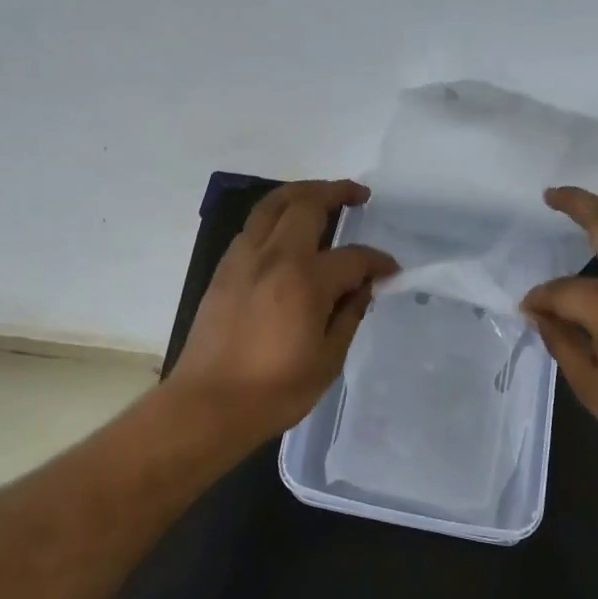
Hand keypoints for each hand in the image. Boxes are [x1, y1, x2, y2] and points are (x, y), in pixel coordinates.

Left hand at [167, 180, 398, 450]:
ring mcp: (243, 259)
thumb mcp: (328, 359)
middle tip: (358, 195)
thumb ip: (349, 315)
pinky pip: (253, 227)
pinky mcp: (224, 270)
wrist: (207, 406)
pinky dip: (276, 217)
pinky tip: (287, 232)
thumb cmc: (274, 391)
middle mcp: (273, 257)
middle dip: (337, 192)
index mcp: (305, 281)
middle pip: (306, 204)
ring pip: (272, 205)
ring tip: (322, 197)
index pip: (352, 257)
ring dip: (301, 193)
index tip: (390, 270)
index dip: (377, 261)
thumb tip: (363, 287)